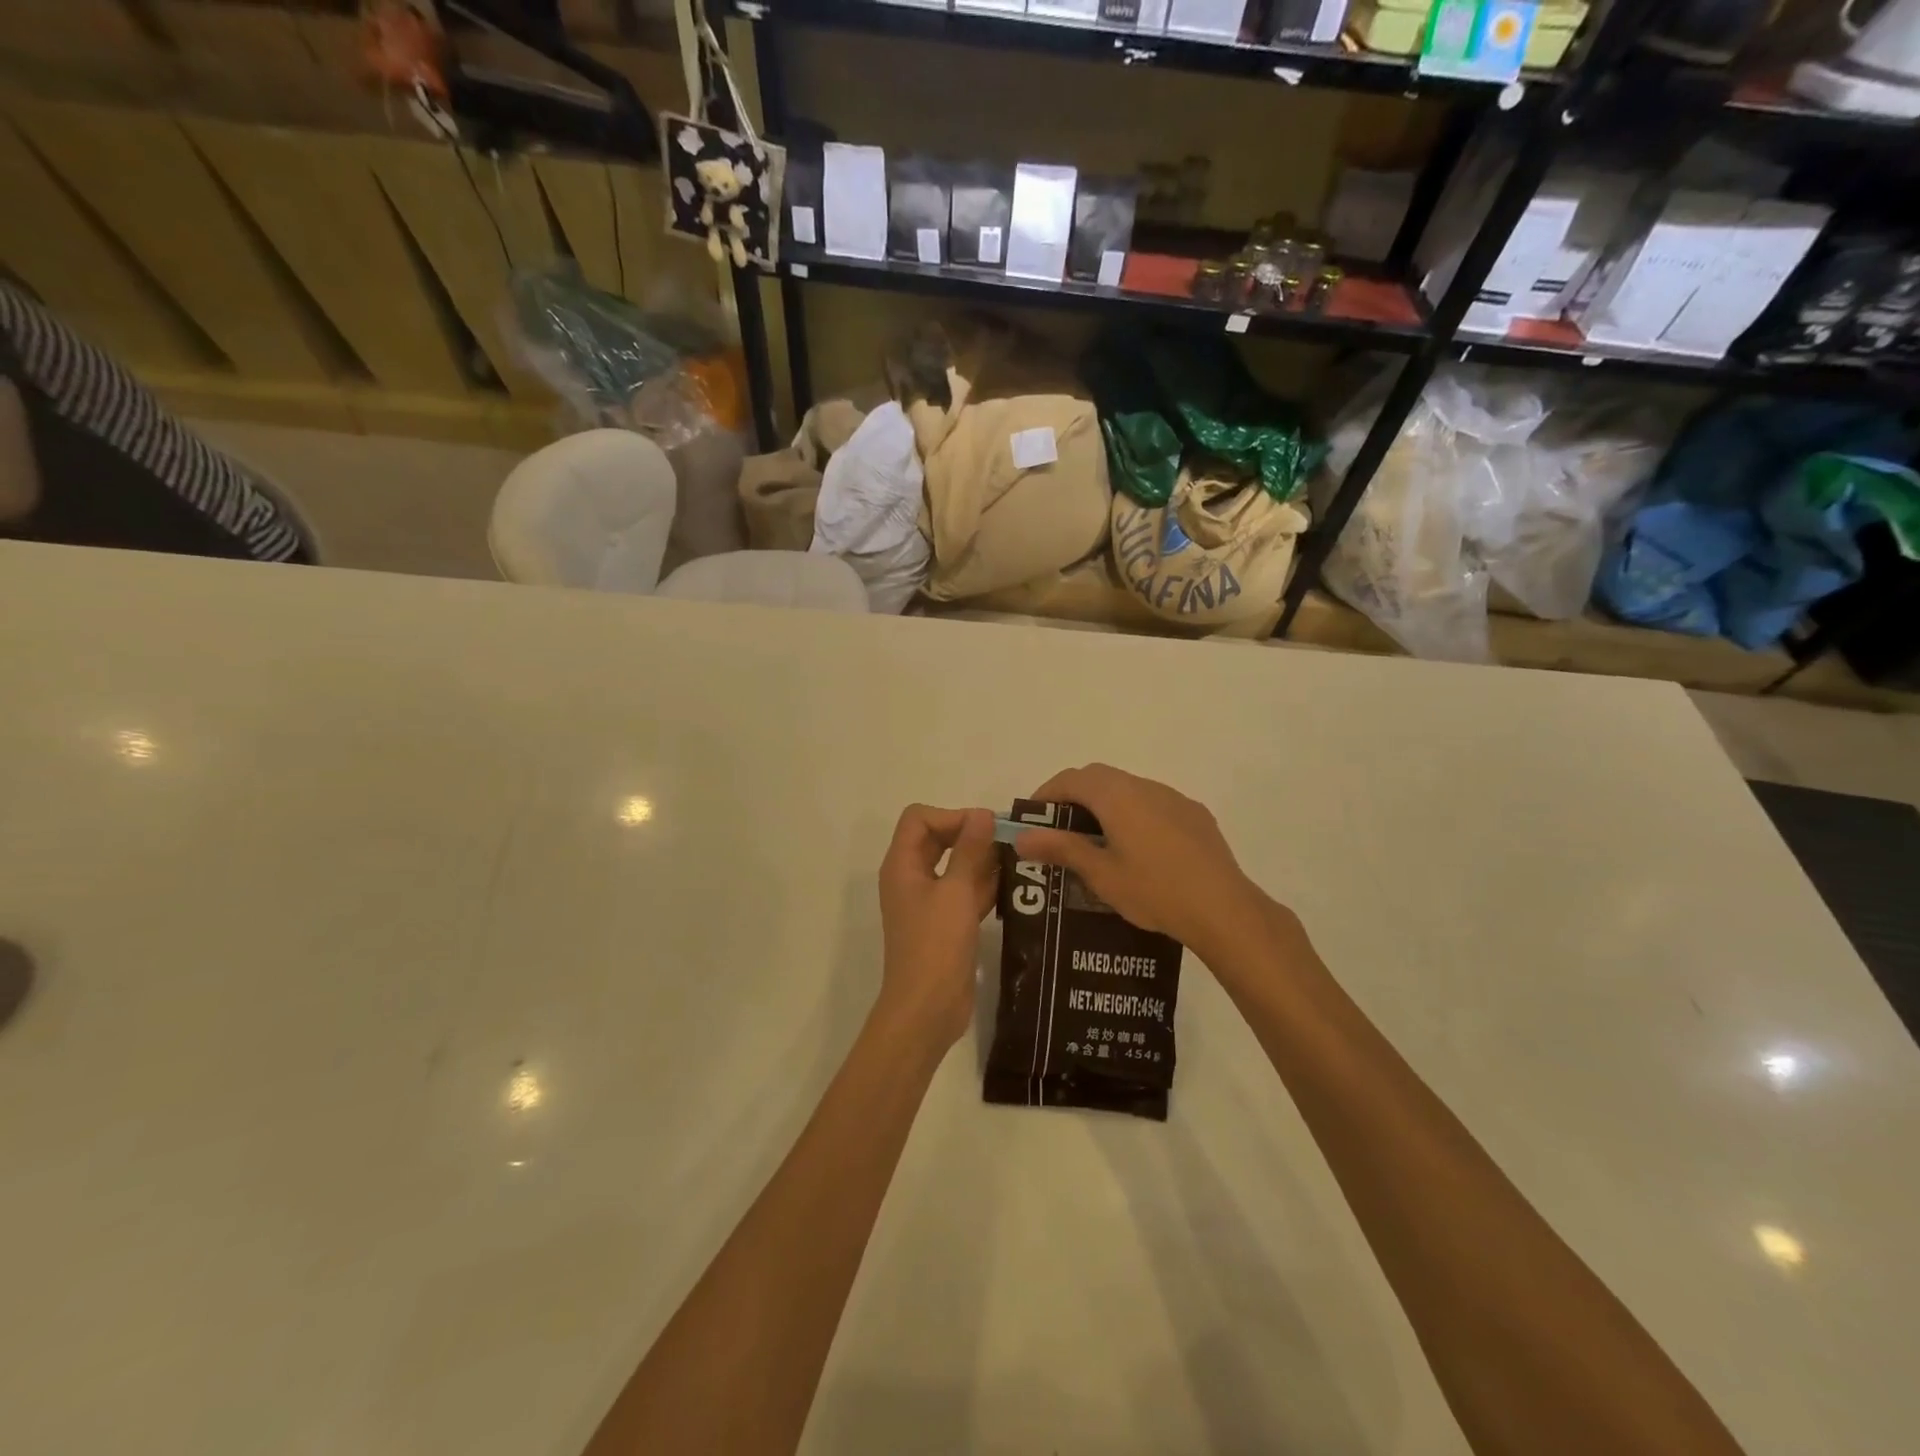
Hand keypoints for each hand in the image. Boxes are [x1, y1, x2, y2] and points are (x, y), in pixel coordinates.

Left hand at [876, 805, 998, 1046]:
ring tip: (1018, 859)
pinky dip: (984, 886)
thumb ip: (970, 850)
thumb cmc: (936, 945)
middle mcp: (912, 878)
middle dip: (970, 835)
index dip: (950, 816)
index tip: (983, 827)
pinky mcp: (946, 923)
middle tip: (1007, 840)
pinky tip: (1014, 886)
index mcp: (902, 865)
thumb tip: (982, 814)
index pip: (919, 819)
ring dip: (982, 860)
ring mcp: (929, 902)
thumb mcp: (956, 892)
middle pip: (937, 839)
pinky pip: (964, 892)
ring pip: (955, 866)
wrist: (927, 1008)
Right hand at [1013, 764, 1273, 963]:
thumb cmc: (1154, 891)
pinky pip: (1154, 804)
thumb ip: (1061, 848)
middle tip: (1059, 829)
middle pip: (1100, 778)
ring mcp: (1174, 798)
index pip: (1071, 779)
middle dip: (1074, 796)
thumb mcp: (1100, 874)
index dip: (1047, 794)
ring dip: (1106, 805)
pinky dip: (1134, 814)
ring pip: (1129, 789)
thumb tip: (1021, 837)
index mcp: (1117, 795)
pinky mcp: (1195, 814)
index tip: (1032, 818)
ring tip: (1096, 841)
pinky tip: (1138, 850)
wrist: (1223, 909)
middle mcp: (1144, 786)